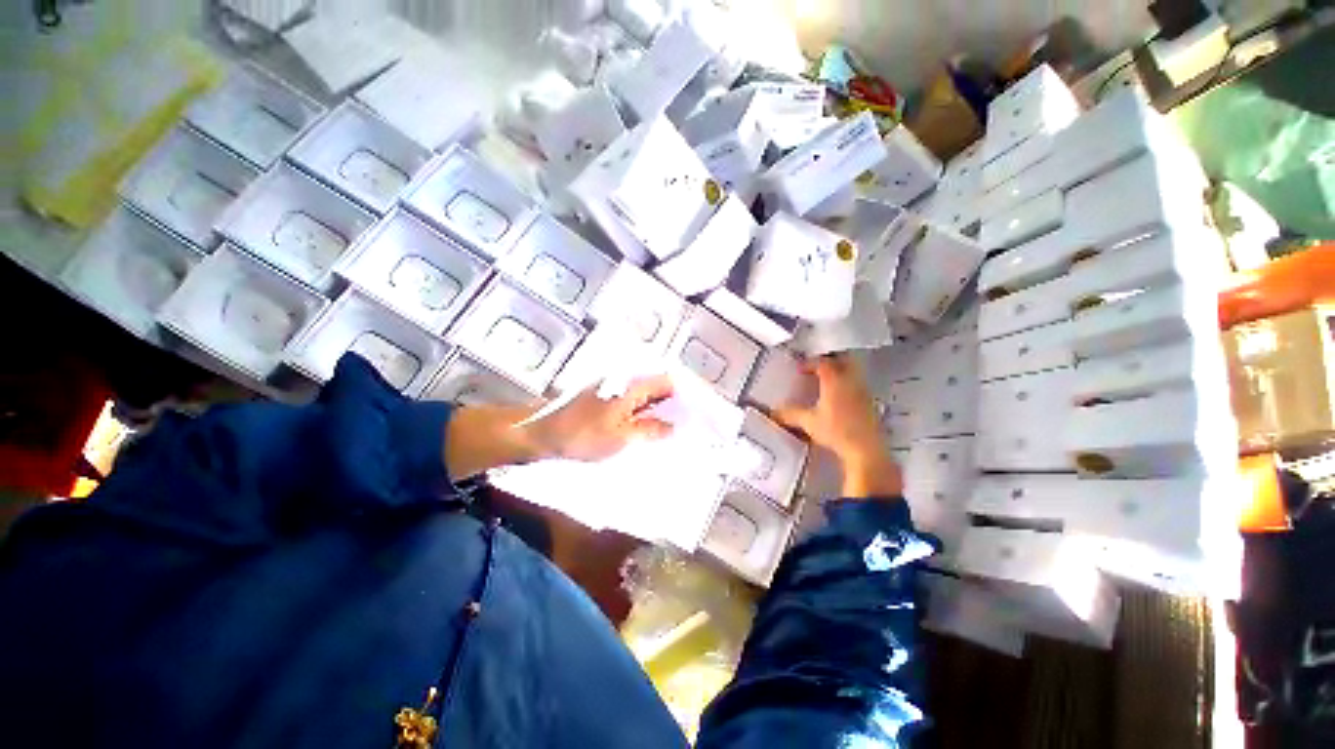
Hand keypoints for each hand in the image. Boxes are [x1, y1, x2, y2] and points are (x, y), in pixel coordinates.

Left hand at [523, 375, 675, 462]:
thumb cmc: (583, 435)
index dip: (682, 394)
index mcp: (631, 386)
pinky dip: (640, 412)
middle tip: (684, 424)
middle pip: (655, 386)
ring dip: (656, 409)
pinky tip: (644, 428)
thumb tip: (672, 426)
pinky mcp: (602, 398)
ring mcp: (611, 389)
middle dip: (671, 403)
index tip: (693, 411)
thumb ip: (649, 430)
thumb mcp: (621, 436)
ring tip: (668, 429)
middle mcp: (623, 381)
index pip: (667, 381)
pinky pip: (629, 402)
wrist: (542, 433)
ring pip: (643, 395)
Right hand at [771, 354, 901, 497]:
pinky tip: (841, 397)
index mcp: (834, 380)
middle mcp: (851, 382)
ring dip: (840, 371)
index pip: (822, 362)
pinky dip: (848, 385)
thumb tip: (777, 413)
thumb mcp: (808, 422)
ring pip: (853, 372)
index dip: (810, 363)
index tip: (802, 368)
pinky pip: (858, 385)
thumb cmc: (839, 432)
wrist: (864, 449)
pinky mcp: (870, 403)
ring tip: (829, 379)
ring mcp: (863, 392)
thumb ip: (790, 414)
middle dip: (830, 359)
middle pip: (842, 360)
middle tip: (819, 364)